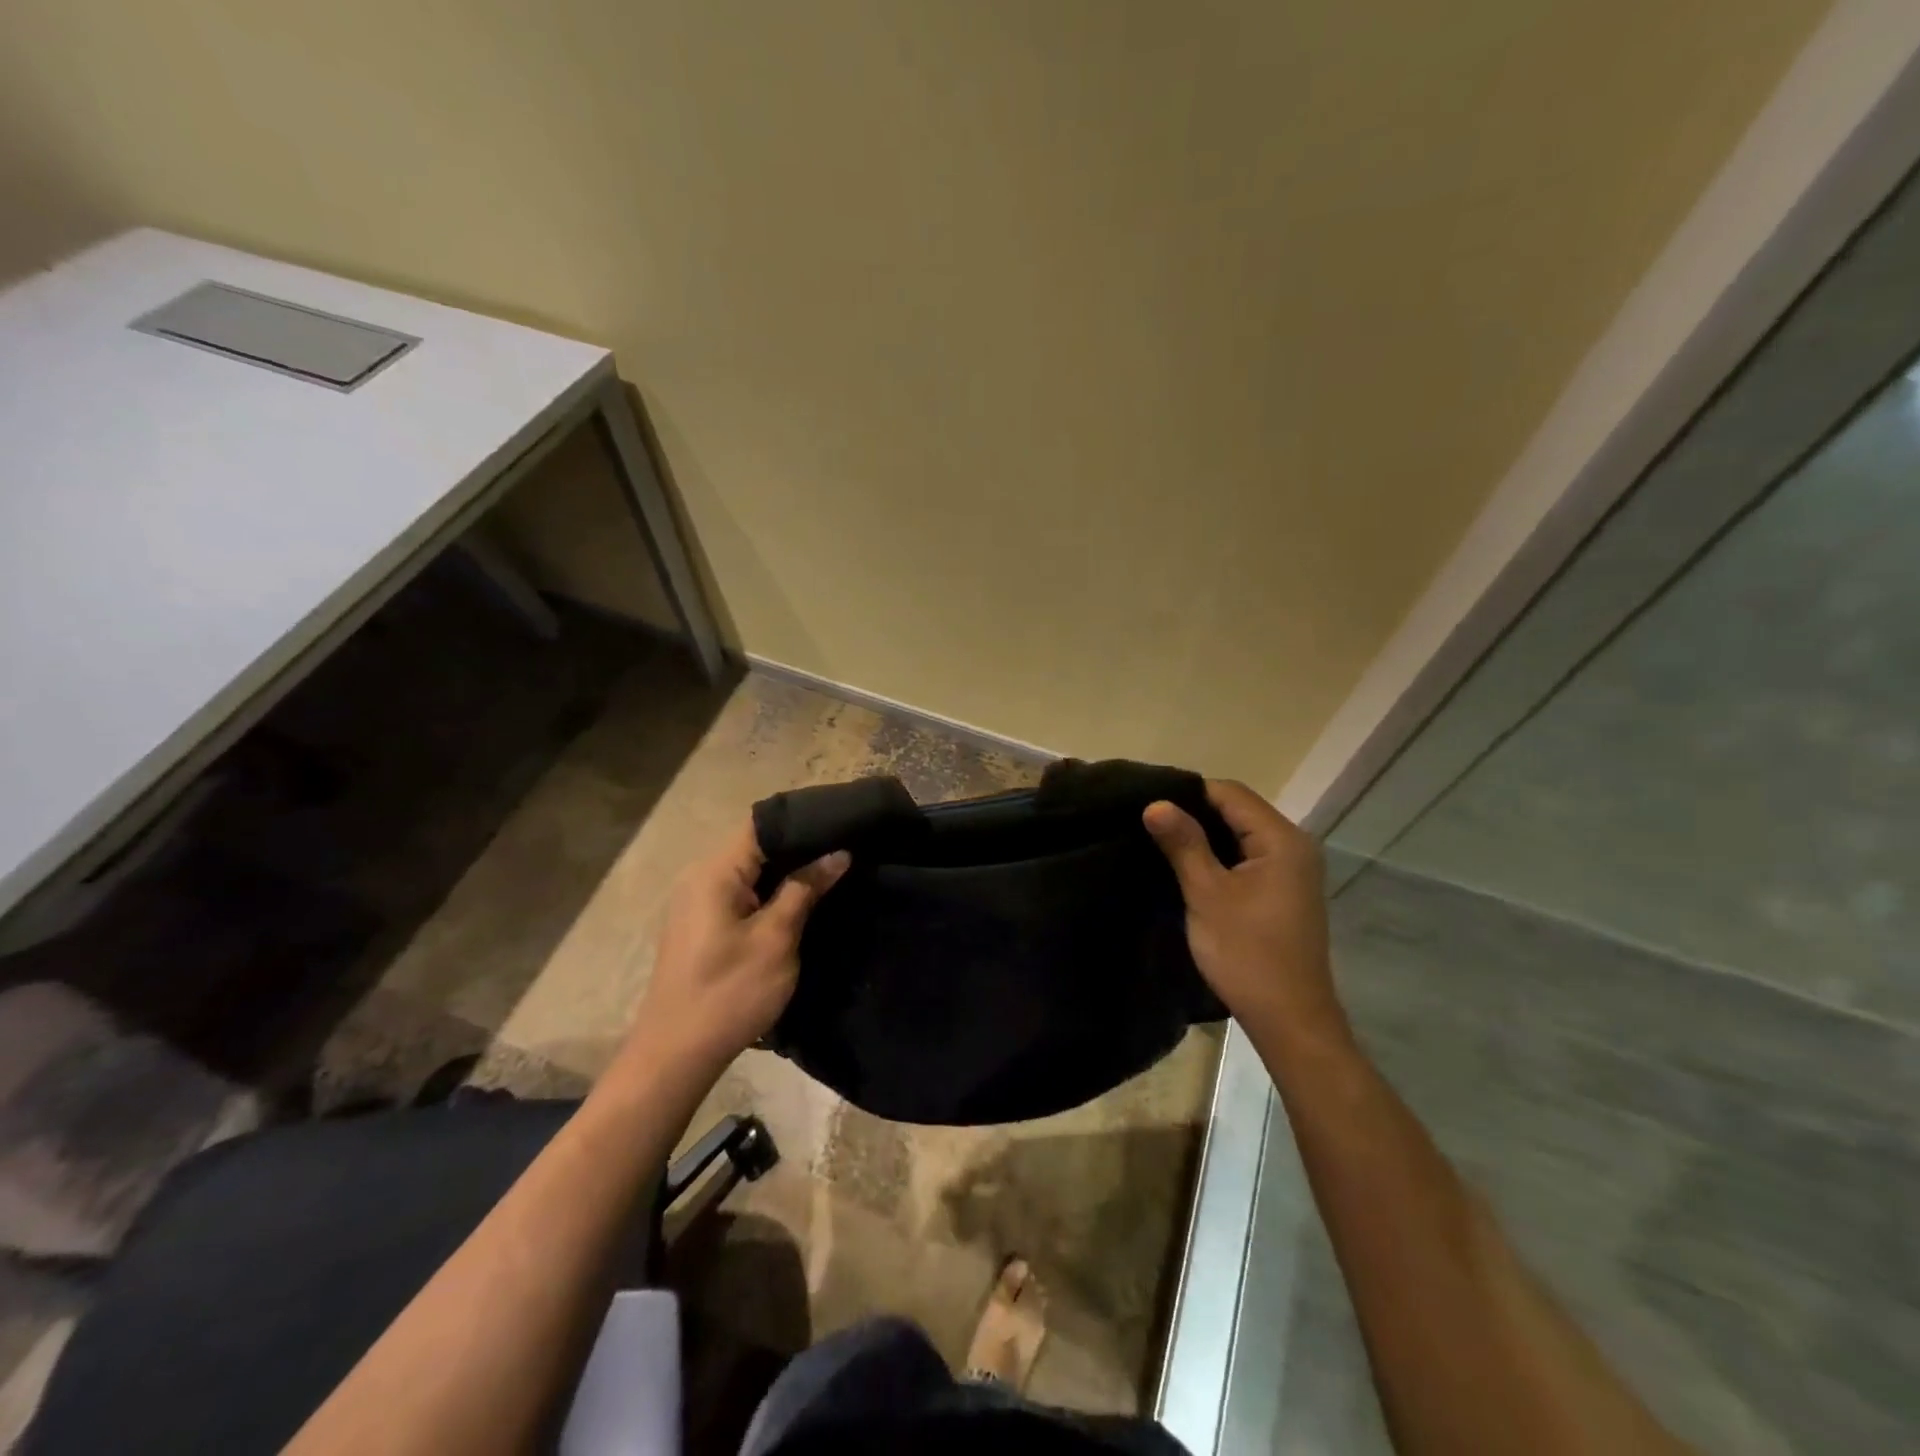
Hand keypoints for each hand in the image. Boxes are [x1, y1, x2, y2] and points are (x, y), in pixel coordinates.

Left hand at [631, 822, 849, 1074]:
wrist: (676, 1056)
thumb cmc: (729, 993)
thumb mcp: (776, 939)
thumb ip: (805, 889)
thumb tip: (837, 853)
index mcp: (715, 872)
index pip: (763, 825)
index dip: (803, 822)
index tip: (843, 824)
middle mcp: (701, 877)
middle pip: (756, 845)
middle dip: (801, 847)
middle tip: (847, 848)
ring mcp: (698, 902)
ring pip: (751, 871)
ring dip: (788, 872)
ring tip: (833, 869)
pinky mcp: (702, 925)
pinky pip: (742, 893)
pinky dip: (771, 892)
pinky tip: (802, 900)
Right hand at [1144, 780, 1342, 1042]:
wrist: (1289, 1019)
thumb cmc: (1246, 953)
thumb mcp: (1207, 893)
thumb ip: (1183, 843)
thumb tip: (1155, 803)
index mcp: (1281, 839)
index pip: (1230, 792)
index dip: (1188, 792)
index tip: (1148, 804)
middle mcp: (1294, 846)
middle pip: (1238, 810)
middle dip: (1194, 813)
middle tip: (1148, 823)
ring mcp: (1293, 870)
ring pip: (1242, 834)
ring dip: (1205, 836)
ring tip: (1161, 842)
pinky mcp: (1285, 891)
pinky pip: (1248, 857)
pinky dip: (1220, 857)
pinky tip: (1190, 867)